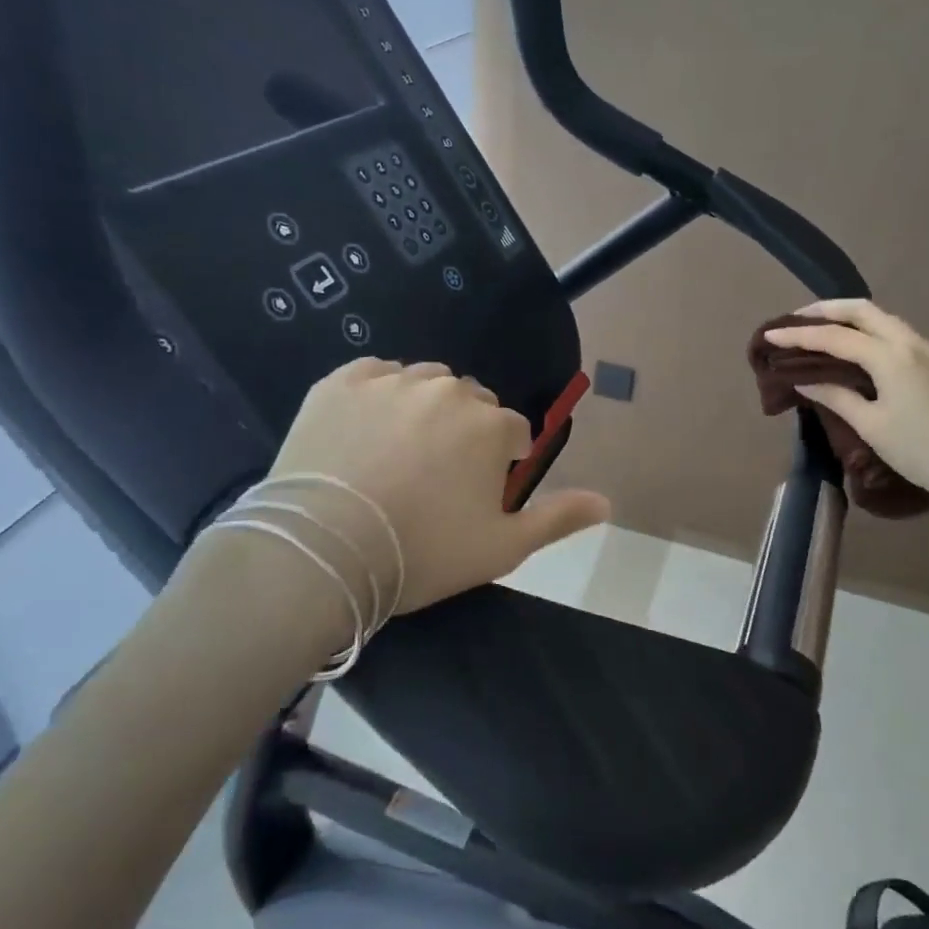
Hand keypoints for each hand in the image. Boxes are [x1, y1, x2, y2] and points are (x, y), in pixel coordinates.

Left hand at [268, 359, 608, 615]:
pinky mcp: (341, 382)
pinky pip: (375, 375)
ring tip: (400, 452)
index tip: (476, 493)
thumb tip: (607, 501)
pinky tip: (365, 431)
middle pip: (470, 402)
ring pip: (424, 384)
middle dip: (465, 431)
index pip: (512, 431)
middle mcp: (447, 391)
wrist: (321, 552)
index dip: (500, 462)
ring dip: (425, 409)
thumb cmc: (422, 552)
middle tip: (436, 476)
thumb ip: (558, 518)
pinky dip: (379, 395)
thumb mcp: (502, 547)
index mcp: (490, 425)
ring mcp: (391, 381)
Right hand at [763, 301, 928, 504]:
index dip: (799, 335)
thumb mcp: (870, 425)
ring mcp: (925, 348)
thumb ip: (835, 396)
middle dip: (825, 310)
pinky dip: (866, 328)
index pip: (835, 336)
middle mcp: (908, 341)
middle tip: (795, 319)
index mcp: (890, 356)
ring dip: (847, 316)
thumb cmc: (918, 451)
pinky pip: (893, 331)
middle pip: (861, 309)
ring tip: (819, 328)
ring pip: (880, 317)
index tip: (771, 336)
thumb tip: (805, 381)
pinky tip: (853, 344)